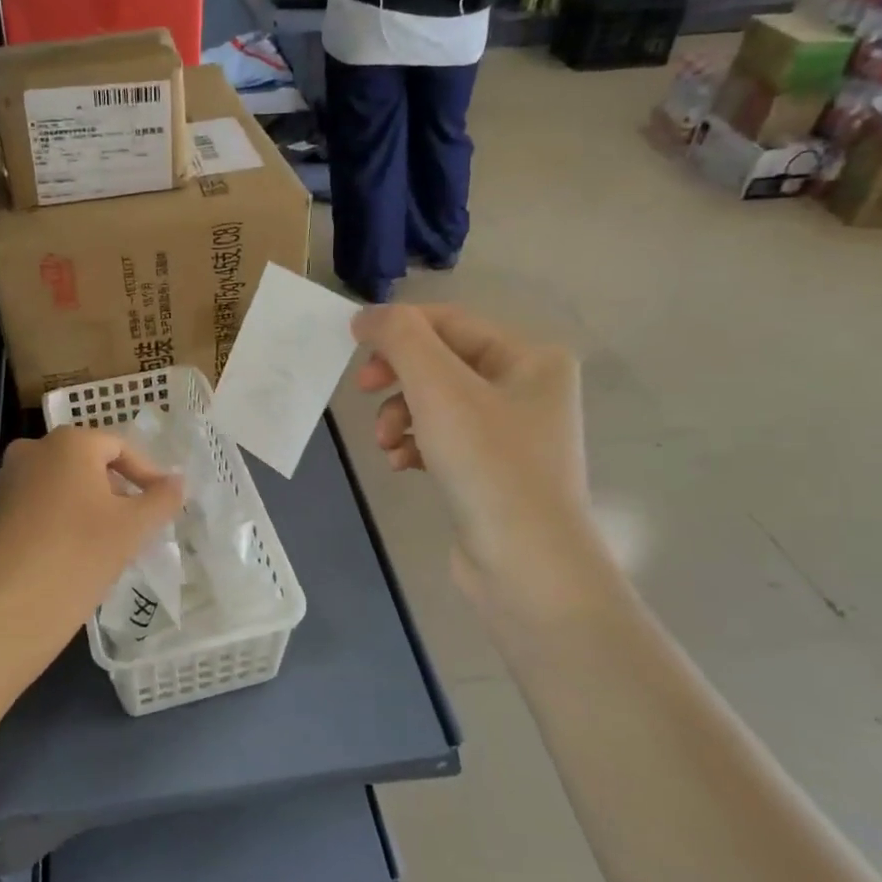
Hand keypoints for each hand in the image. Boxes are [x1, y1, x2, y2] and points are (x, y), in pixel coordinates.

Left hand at [0, 427, 184, 671]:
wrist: (13, 608)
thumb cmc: (81, 554)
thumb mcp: (135, 526)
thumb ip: (162, 497)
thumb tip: (177, 481)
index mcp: (69, 442)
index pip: (119, 447)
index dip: (146, 473)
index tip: (162, 503)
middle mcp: (31, 449)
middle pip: (86, 462)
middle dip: (114, 488)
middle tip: (135, 521)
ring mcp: (5, 480)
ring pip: (59, 483)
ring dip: (85, 502)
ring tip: (105, 538)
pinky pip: (35, 504)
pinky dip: (57, 516)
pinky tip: (70, 549)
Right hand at [352, 304, 616, 633]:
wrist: (527, 565)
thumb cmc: (488, 464)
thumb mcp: (439, 388)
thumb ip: (400, 338)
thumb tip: (367, 316)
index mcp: (530, 358)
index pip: (450, 323)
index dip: (397, 328)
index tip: (351, 347)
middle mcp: (527, 389)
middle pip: (441, 363)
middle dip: (398, 379)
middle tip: (364, 392)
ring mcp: (511, 434)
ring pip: (436, 404)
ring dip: (401, 416)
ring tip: (386, 444)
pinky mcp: (492, 471)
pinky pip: (442, 440)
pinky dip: (415, 445)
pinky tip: (400, 464)